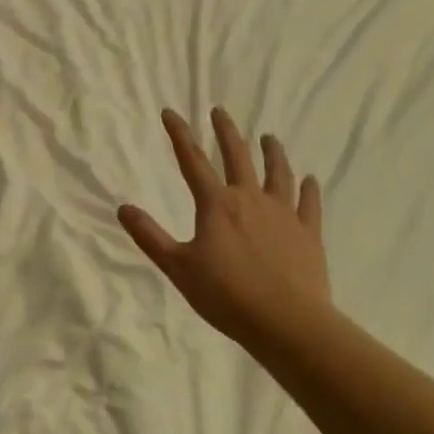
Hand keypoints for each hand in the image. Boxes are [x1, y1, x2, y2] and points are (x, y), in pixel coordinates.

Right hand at [118, 107, 329, 352]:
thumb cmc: (226, 295)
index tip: (170, 112)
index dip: (179, 133)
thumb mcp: (178, 267)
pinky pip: (309, 204)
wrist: (287, 322)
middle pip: (237, 156)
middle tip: (219, 111)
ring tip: (269, 137)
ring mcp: (283, 213)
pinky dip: (309, 190)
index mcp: (216, 204)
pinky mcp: (308, 233)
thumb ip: (150, 236)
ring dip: (272, 152)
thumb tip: (123, 208)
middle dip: (226, 131)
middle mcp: (249, 198)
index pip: (192, 160)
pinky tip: (310, 180)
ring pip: (277, 173)